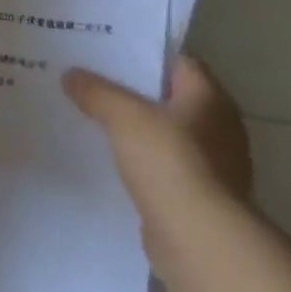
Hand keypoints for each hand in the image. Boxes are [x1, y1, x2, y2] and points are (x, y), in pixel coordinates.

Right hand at [64, 56, 252, 222]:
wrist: (199, 241)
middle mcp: (219, 127)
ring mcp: (212, 165)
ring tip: (92, 117)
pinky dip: (140, 161)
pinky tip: (109, 159)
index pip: (178, 62)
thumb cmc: (169, 163)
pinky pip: (162, 166)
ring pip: (164, 134)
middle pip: (170, 97)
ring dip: (135, 129)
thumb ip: (97, 91)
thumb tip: (71, 74)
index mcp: (210, 98)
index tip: (107, 50)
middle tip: (90, 80)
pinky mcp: (198, 197)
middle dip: (133, 91)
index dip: (144, 53)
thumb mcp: (124, 116)